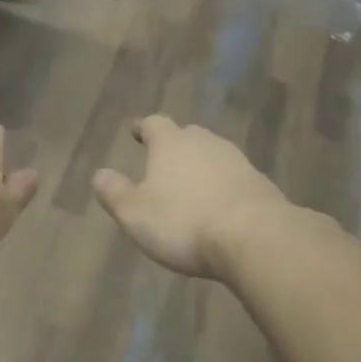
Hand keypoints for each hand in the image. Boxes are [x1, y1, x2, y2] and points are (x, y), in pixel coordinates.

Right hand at [93, 115, 288, 278]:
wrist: (255, 238)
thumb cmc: (184, 222)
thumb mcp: (134, 213)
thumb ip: (114, 192)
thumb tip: (99, 174)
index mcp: (171, 143)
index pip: (154, 124)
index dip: (143, 128)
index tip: (136, 132)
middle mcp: (205, 143)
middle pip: (187, 135)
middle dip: (174, 146)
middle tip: (163, 161)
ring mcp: (238, 161)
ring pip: (213, 156)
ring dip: (200, 167)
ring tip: (190, 186)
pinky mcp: (261, 184)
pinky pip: (234, 179)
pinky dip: (223, 187)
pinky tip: (219, 207)